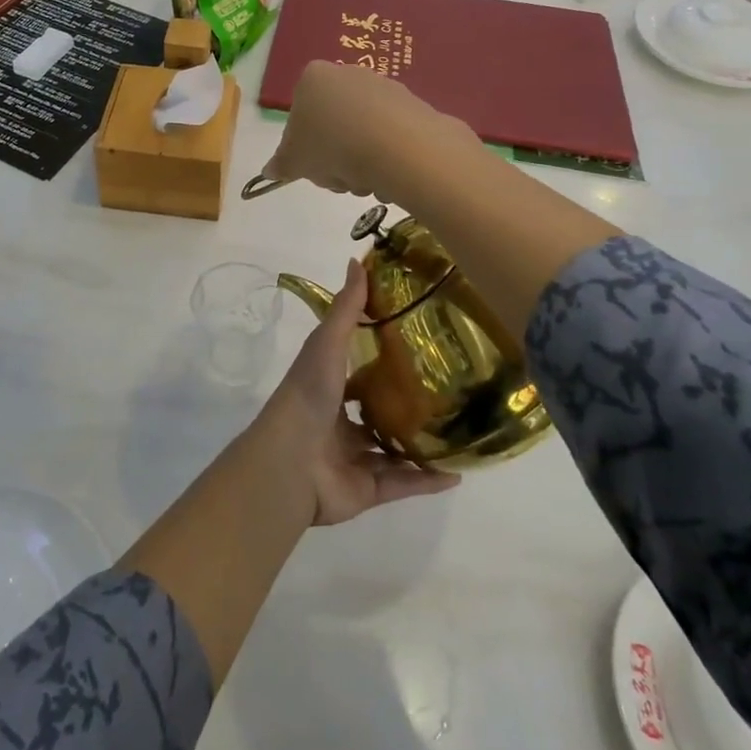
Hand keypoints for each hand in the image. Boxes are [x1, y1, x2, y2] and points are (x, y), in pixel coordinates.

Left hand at [256, 258, 458, 526]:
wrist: (290, 463)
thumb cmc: (308, 396)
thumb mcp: (326, 344)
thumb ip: (345, 308)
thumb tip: (357, 260)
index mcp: (327, 388)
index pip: (357, 371)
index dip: (381, 358)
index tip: (418, 343)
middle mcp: (339, 422)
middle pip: (376, 412)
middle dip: (405, 404)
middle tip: (448, 391)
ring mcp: (353, 457)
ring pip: (392, 451)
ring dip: (421, 445)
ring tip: (459, 431)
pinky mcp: (367, 489)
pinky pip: (403, 485)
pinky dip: (428, 481)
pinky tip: (457, 473)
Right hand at [259, 62, 471, 199]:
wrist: (397, 147)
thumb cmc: (332, 147)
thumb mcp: (294, 161)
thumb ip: (280, 164)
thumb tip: (270, 171)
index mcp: (313, 78)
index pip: (300, 113)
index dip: (303, 145)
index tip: (312, 166)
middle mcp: (348, 73)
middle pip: (332, 124)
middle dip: (334, 156)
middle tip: (338, 178)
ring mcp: (383, 86)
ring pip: (361, 133)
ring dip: (359, 162)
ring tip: (365, 180)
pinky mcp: (412, 103)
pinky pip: (390, 135)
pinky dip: (386, 156)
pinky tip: (389, 174)